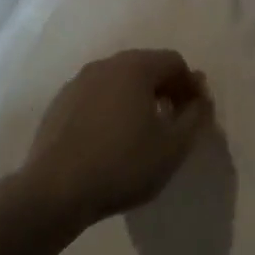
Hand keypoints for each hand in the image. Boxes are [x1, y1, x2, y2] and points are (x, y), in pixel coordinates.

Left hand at [21, 49, 213, 225]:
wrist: (54, 193)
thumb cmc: (123, 165)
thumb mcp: (174, 146)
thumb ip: (196, 116)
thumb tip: (200, 98)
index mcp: (135, 68)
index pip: (174, 62)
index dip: (191, 85)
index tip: (195, 114)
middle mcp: (104, 66)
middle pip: (145, 66)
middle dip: (165, 88)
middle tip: (174, 120)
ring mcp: (76, 83)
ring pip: (118, 81)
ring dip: (137, 98)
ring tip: (143, 131)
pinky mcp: (58, 105)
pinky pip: (96, 97)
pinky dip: (111, 108)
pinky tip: (112, 139)